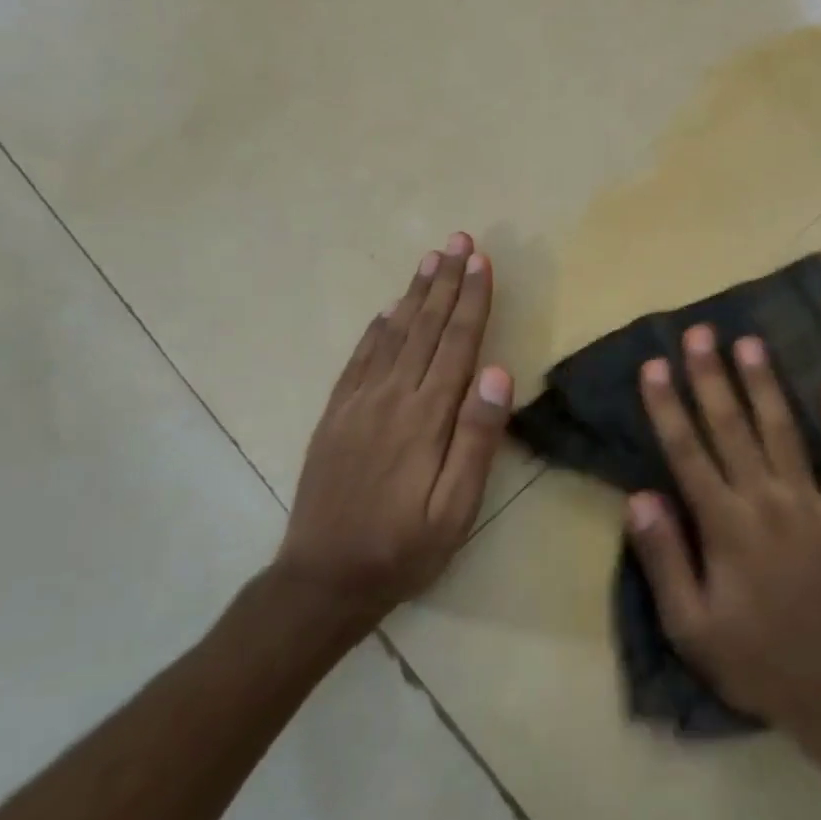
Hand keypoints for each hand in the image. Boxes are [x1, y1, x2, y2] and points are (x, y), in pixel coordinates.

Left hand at [280, 233, 512, 618]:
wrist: (323, 579)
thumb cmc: (403, 548)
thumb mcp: (456, 508)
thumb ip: (477, 438)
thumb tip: (497, 371)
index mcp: (425, 416)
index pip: (456, 343)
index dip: (472, 300)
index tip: (482, 261)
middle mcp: (391, 397)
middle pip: (424, 327)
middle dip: (445, 281)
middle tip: (459, 240)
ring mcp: (357, 403)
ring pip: (392, 334)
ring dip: (414, 294)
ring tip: (430, 259)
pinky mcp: (335, 415)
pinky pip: (359, 359)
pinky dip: (377, 328)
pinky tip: (386, 311)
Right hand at [628, 324, 820, 740]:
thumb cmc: (754, 659)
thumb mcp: (690, 626)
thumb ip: (664, 558)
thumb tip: (639, 496)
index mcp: (725, 524)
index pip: (687, 452)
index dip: (669, 406)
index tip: (655, 365)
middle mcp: (768, 500)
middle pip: (733, 427)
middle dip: (712, 377)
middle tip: (700, 333)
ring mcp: (814, 503)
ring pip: (784, 431)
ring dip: (765, 385)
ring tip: (750, 343)